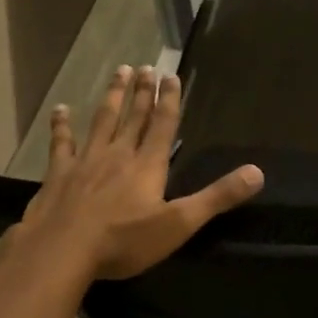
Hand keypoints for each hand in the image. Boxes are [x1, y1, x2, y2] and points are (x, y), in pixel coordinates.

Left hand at [15, 64, 263, 280]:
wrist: (62, 251)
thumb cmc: (124, 240)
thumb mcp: (179, 223)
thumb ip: (217, 197)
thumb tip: (258, 172)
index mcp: (148, 165)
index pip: (163, 125)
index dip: (169, 100)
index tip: (170, 75)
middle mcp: (119, 154)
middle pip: (134, 117)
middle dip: (142, 92)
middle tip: (145, 67)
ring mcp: (86, 161)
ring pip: (102, 121)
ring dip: (112, 96)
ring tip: (118, 72)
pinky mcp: (59, 174)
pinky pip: (62, 144)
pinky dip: (61, 126)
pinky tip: (60, 110)